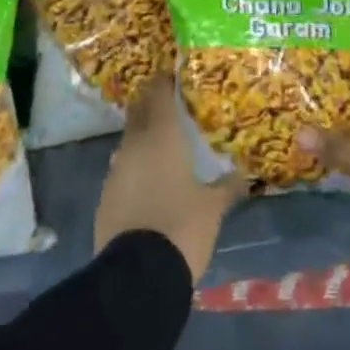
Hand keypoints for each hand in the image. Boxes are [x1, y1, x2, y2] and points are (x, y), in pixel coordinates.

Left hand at [94, 78, 246, 282]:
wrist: (137, 274)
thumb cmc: (181, 226)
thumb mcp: (213, 207)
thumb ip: (227, 186)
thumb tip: (244, 175)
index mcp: (161, 135)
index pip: (159, 93)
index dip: (165, 81)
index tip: (174, 75)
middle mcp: (134, 144)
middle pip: (140, 111)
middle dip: (152, 103)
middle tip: (171, 104)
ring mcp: (116, 169)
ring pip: (129, 140)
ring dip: (143, 136)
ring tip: (164, 143)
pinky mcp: (105, 195)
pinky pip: (123, 168)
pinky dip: (135, 165)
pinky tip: (149, 180)